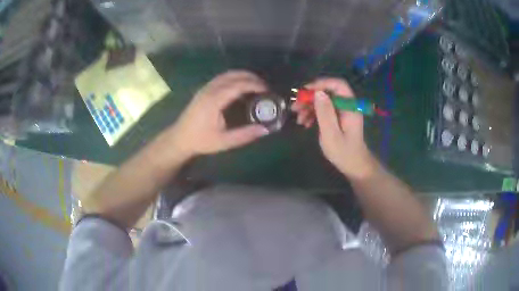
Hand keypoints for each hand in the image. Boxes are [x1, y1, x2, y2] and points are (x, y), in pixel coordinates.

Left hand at [167, 70, 269, 159]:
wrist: (180, 138)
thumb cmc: (201, 140)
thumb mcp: (224, 141)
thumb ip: (245, 135)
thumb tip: (265, 129)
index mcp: (214, 100)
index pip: (238, 85)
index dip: (254, 85)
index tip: (267, 90)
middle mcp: (210, 90)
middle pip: (233, 75)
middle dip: (251, 77)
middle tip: (264, 86)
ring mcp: (205, 88)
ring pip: (227, 74)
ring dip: (243, 75)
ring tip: (256, 84)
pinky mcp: (203, 90)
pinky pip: (221, 78)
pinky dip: (234, 78)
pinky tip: (240, 86)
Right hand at [291, 78, 375, 178]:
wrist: (353, 165)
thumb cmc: (343, 152)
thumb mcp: (331, 134)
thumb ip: (325, 113)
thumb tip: (318, 93)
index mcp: (350, 107)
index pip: (338, 85)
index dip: (321, 83)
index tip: (305, 91)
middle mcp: (347, 105)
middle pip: (328, 92)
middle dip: (310, 98)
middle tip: (295, 107)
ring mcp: (342, 111)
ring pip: (324, 101)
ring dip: (309, 107)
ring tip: (298, 119)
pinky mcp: (338, 117)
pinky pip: (324, 110)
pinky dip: (314, 114)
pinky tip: (305, 123)